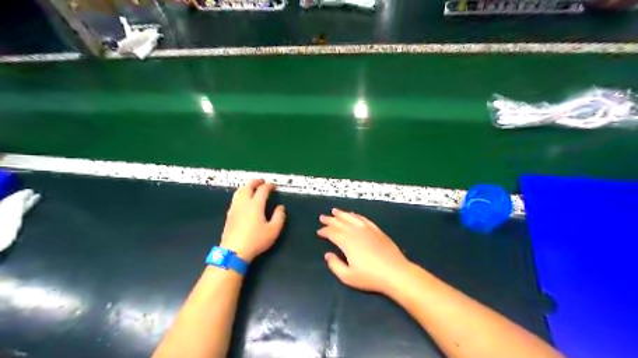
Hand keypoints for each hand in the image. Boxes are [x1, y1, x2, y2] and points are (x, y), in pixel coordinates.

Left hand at [223, 181, 285, 261]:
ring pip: (239, 192)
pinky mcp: (229, 215)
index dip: (269, 186)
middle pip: (248, 187)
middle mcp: (244, 203)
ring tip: (251, 187)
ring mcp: (235, 208)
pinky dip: (241, 194)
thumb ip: (279, 217)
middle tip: (261, 181)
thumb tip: (280, 207)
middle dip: (255, 182)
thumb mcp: (273, 230)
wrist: (234, 251)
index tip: (274, 186)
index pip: (262, 190)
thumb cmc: (256, 240)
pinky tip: (243, 199)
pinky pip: (235, 199)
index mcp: (256, 205)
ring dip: (246, 186)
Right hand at [318, 208, 408, 294]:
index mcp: (347, 242)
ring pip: (351, 218)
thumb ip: (335, 265)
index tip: (319, 232)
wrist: (395, 273)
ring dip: (342, 214)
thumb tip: (328, 255)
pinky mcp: (377, 230)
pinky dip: (357, 216)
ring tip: (335, 211)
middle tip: (322, 217)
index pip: (332, 233)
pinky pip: (364, 219)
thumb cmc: (370, 277)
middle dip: (330, 220)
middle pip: (340, 223)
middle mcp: (356, 232)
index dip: (324, 231)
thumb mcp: (348, 277)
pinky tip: (353, 215)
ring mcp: (367, 229)